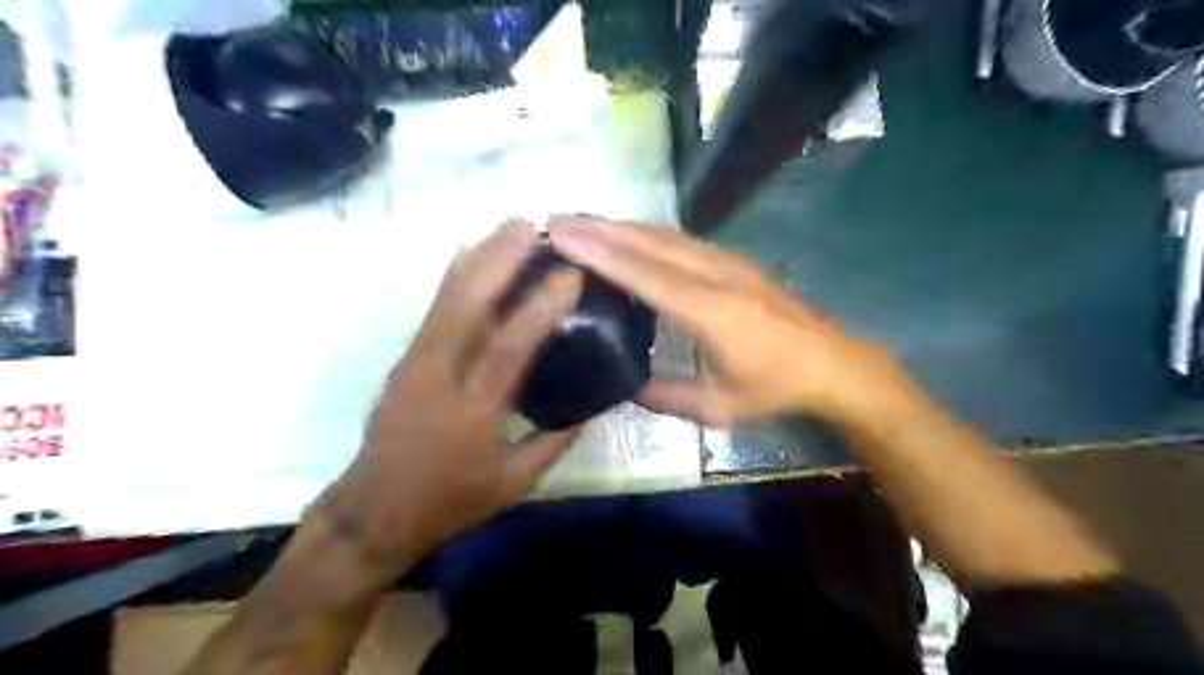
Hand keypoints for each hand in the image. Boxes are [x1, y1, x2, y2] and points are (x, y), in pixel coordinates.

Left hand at [310, 222, 580, 583]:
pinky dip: (456, 275)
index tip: (570, 275)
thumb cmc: (449, 501)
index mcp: (473, 411)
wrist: (374, 512)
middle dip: (501, 259)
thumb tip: (591, 404)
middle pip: (468, 305)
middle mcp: (439, 376)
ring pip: (447, 298)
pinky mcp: (406, 359)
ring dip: (479, 257)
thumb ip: (555, 440)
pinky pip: (435, 308)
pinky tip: (473, 253)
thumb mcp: (514, 483)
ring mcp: (416, 362)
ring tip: (509, 227)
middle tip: (534, 225)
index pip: (509, 347)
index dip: (541, 307)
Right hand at [549, 217, 901, 426]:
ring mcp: (726, 261)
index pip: (646, 274)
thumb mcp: (717, 406)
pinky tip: (626, 237)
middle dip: (601, 228)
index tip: (562, 236)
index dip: (602, 253)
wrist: (829, 361)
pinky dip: (644, 233)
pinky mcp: (732, 259)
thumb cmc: (773, 386)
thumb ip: (664, 396)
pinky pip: (679, 239)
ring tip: (581, 224)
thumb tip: (624, 385)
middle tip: (556, 222)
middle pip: (650, 241)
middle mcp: (716, 275)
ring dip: (620, 226)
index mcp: (711, 312)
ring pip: (664, 233)